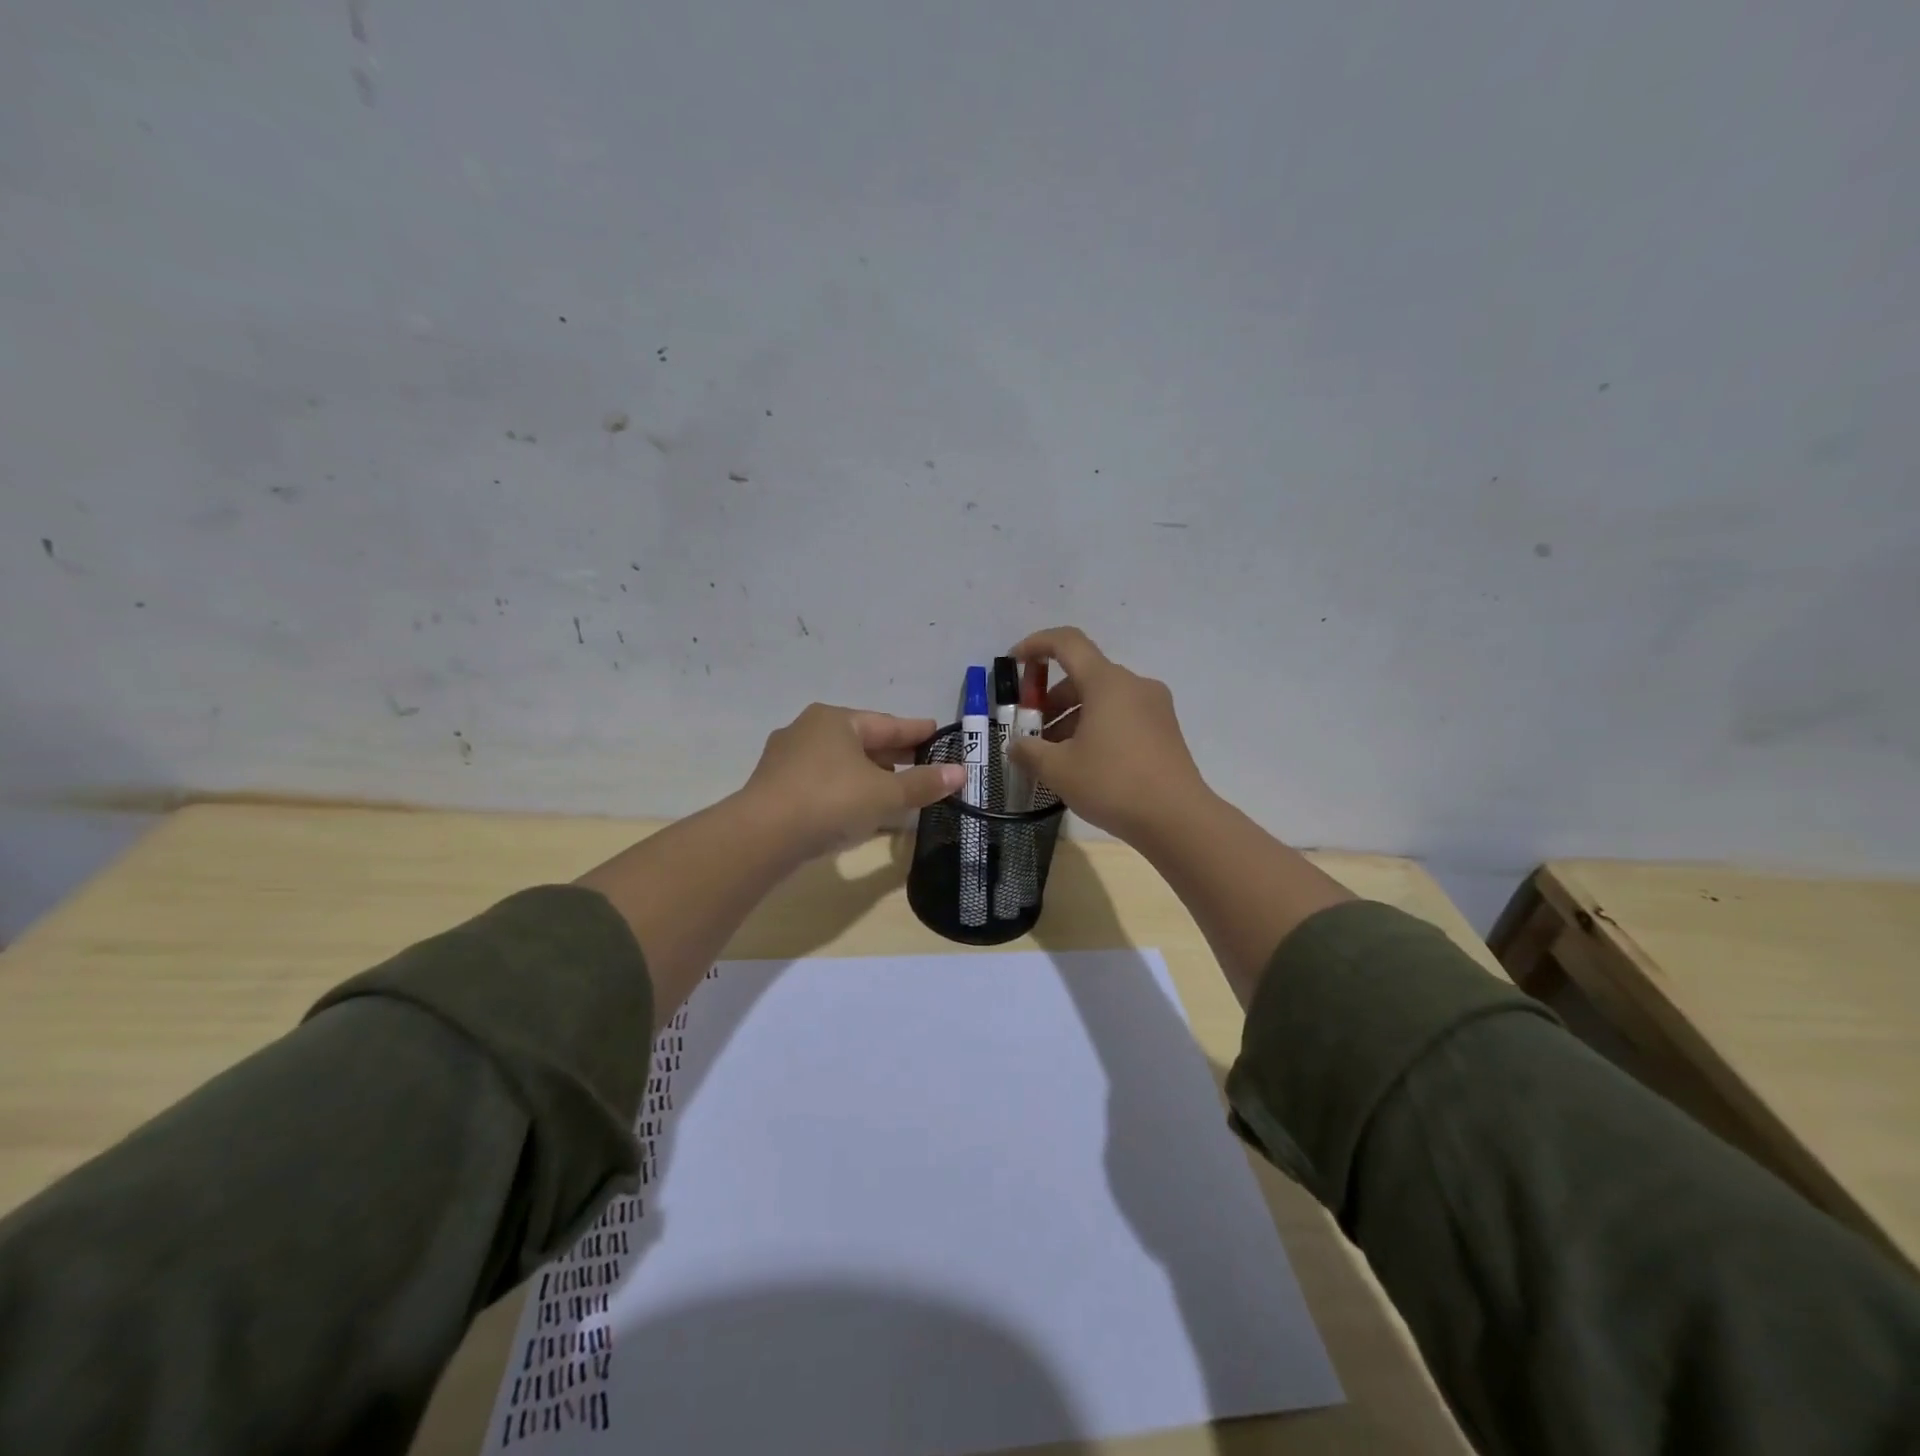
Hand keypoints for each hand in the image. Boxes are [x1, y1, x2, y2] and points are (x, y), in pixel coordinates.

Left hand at [741, 704, 964, 859]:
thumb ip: (923, 783)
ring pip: (841, 762)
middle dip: (893, 754)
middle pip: (862, 741)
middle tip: (923, 761)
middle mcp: (808, 730)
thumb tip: (961, 773)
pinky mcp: (776, 788)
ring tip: (895, 787)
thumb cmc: (831, 801)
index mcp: (835, 720)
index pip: (887, 724)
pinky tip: (859, 807)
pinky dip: (847, 789)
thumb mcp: (885, 794)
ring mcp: (787, 759)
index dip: (917, 731)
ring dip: (870, 774)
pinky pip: (823, 782)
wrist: (761, 836)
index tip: (938, 732)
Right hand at [1009, 627, 1210, 841]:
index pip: (1067, 642)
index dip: (1036, 644)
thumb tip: (1016, 746)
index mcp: (1107, 682)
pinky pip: (1122, 715)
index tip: (1014, 662)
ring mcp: (1154, 707)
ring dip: (1072, 716)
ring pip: (1103, 698)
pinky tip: (1084, 762)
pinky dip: (1096, 727)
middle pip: (1084, 675)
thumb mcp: (1058, 769)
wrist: (1177, 819)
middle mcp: (1134, 685)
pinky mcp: (1165, 730)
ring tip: (1054, 754)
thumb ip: (1028, 751)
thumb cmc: (1113, 783)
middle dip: (1050, 697)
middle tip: (1031, 730)